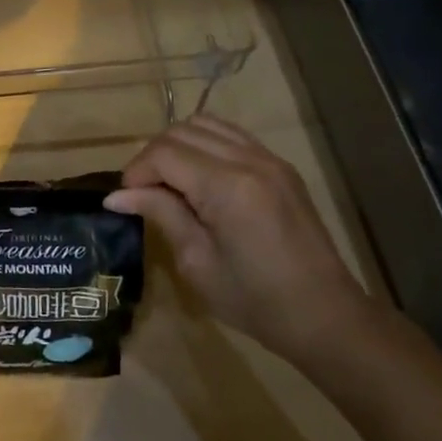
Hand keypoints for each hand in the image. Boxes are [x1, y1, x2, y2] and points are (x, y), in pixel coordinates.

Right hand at [105, 115, 370, 361]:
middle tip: (143, 192)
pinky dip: (205, 144)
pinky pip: (231, 135)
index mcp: (227, 187)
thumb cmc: (254, 300)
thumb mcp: (197, 262)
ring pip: (206, 124)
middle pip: (181, 132)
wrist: (324, 316)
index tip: (125, 200)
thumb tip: (116, 196)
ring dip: (178, 145)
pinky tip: (199, 176)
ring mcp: (269, 159)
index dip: (136, 172)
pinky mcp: (280, 166)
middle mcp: (249, 161)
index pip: (164, 154)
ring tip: (169, 180)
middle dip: (152, 156)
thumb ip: (161, 214)